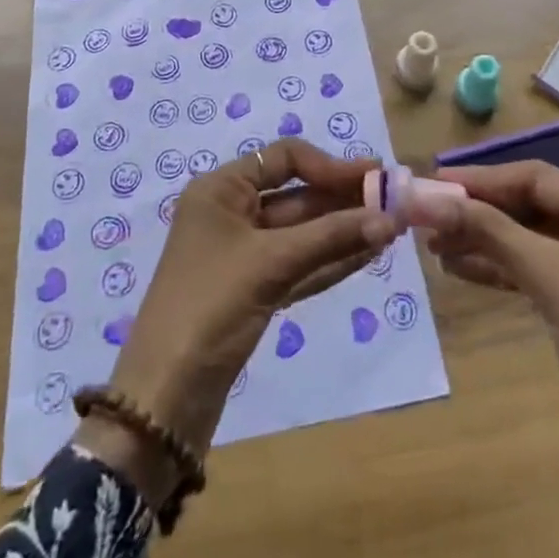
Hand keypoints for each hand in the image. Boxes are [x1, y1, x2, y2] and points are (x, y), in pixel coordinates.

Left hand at [78, 140, 393, 498]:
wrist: (164, 398)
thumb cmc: (210, 308)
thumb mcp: (270, 263)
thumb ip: (330, 237)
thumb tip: (389, 218)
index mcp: (221, 190)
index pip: (284, 159)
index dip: (329, 165)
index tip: (373, 177)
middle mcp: (231, 214)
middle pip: (296, 195)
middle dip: (343, 199)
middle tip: (393, 202)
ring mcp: (243, 254)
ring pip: (302, 233)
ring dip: (343, 230)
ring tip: (391, 227)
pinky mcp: (254, 291)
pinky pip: (300, 264)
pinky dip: (330, 259)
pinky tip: (367, 254)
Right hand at [425, 163, 558, 557]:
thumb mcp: (551, 280)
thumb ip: (490, 232)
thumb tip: (429, 197)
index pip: (537, 177)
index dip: (481, 180)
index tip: (430, 183)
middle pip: (535, 205)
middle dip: (481, 212)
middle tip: (428, 219)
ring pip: (535, 238)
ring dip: (487, 241)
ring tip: (435, 245)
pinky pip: (544, 268)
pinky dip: (506, 268)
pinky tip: (464, 269)